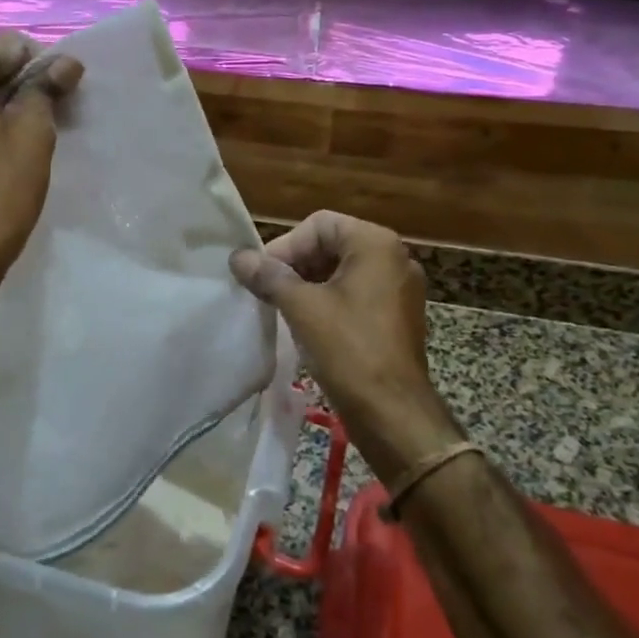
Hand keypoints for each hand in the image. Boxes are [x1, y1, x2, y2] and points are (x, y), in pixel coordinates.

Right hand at [230, 211, 460, 483]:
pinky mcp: (398, 315)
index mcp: (376, 244)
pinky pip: (357, 294)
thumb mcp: (301, 307)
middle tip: (267, 291)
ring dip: (309, 284)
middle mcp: (394, 257)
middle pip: (332, 244)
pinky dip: (329, 301)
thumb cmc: (348, 349)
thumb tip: (238, 257)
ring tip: (281, 308)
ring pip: (343, 271)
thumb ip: (268, 276)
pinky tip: (307, 324)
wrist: (392, 413)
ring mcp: (400, 288)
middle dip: (296, 264)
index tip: (262, 275)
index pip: (319, 225)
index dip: (285, 246)